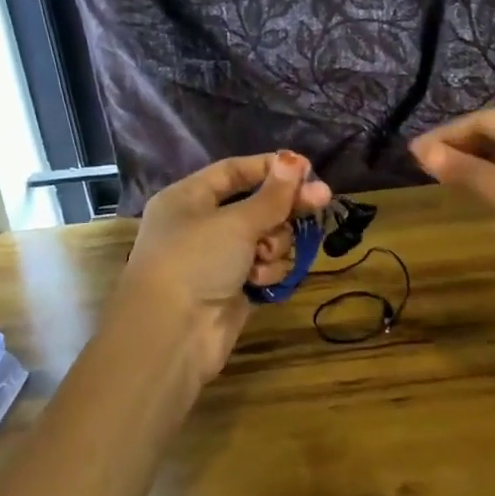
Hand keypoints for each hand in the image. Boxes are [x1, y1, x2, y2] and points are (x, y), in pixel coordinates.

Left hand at [116, 151, 332, 384]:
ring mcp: (219, 259)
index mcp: (189, 198)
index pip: (234, 171)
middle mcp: (202, 225)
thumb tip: (295, 160)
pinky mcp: (234, 289)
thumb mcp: (236, 222)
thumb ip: (272, 195)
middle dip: (285, 207)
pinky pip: (265, 268)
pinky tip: (258, 283)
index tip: (307, 169)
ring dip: (274, 245)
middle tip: (322, 202)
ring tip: (263, 257)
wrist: (172, 335)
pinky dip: (267, 273)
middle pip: (256, 205)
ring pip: (266, 238)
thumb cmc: (196, 262)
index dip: (270, 168)